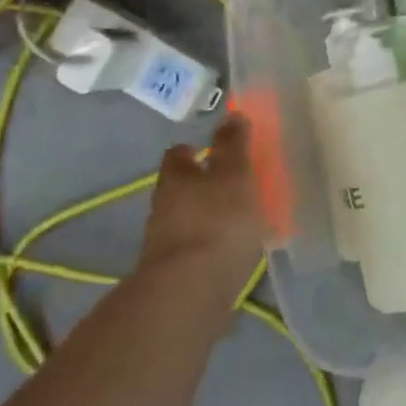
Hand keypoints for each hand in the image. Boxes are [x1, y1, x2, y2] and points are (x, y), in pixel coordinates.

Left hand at [137, 116, 265, 308]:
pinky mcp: (177, 272)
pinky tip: (235, 248)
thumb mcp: (234, 175)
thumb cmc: (217, 222)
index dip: (194, 149)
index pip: (178, 154)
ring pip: (189, 217)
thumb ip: (234, 146)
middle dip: (203, 183)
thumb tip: (231, 114)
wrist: (191, 292)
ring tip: (241, 217)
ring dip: (209, 215)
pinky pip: (198, 247)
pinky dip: (213, 243)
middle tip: (235, 182)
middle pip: (182, 187)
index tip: (211, 149)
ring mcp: (167, 242)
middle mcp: (164, 206)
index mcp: (176, 178)